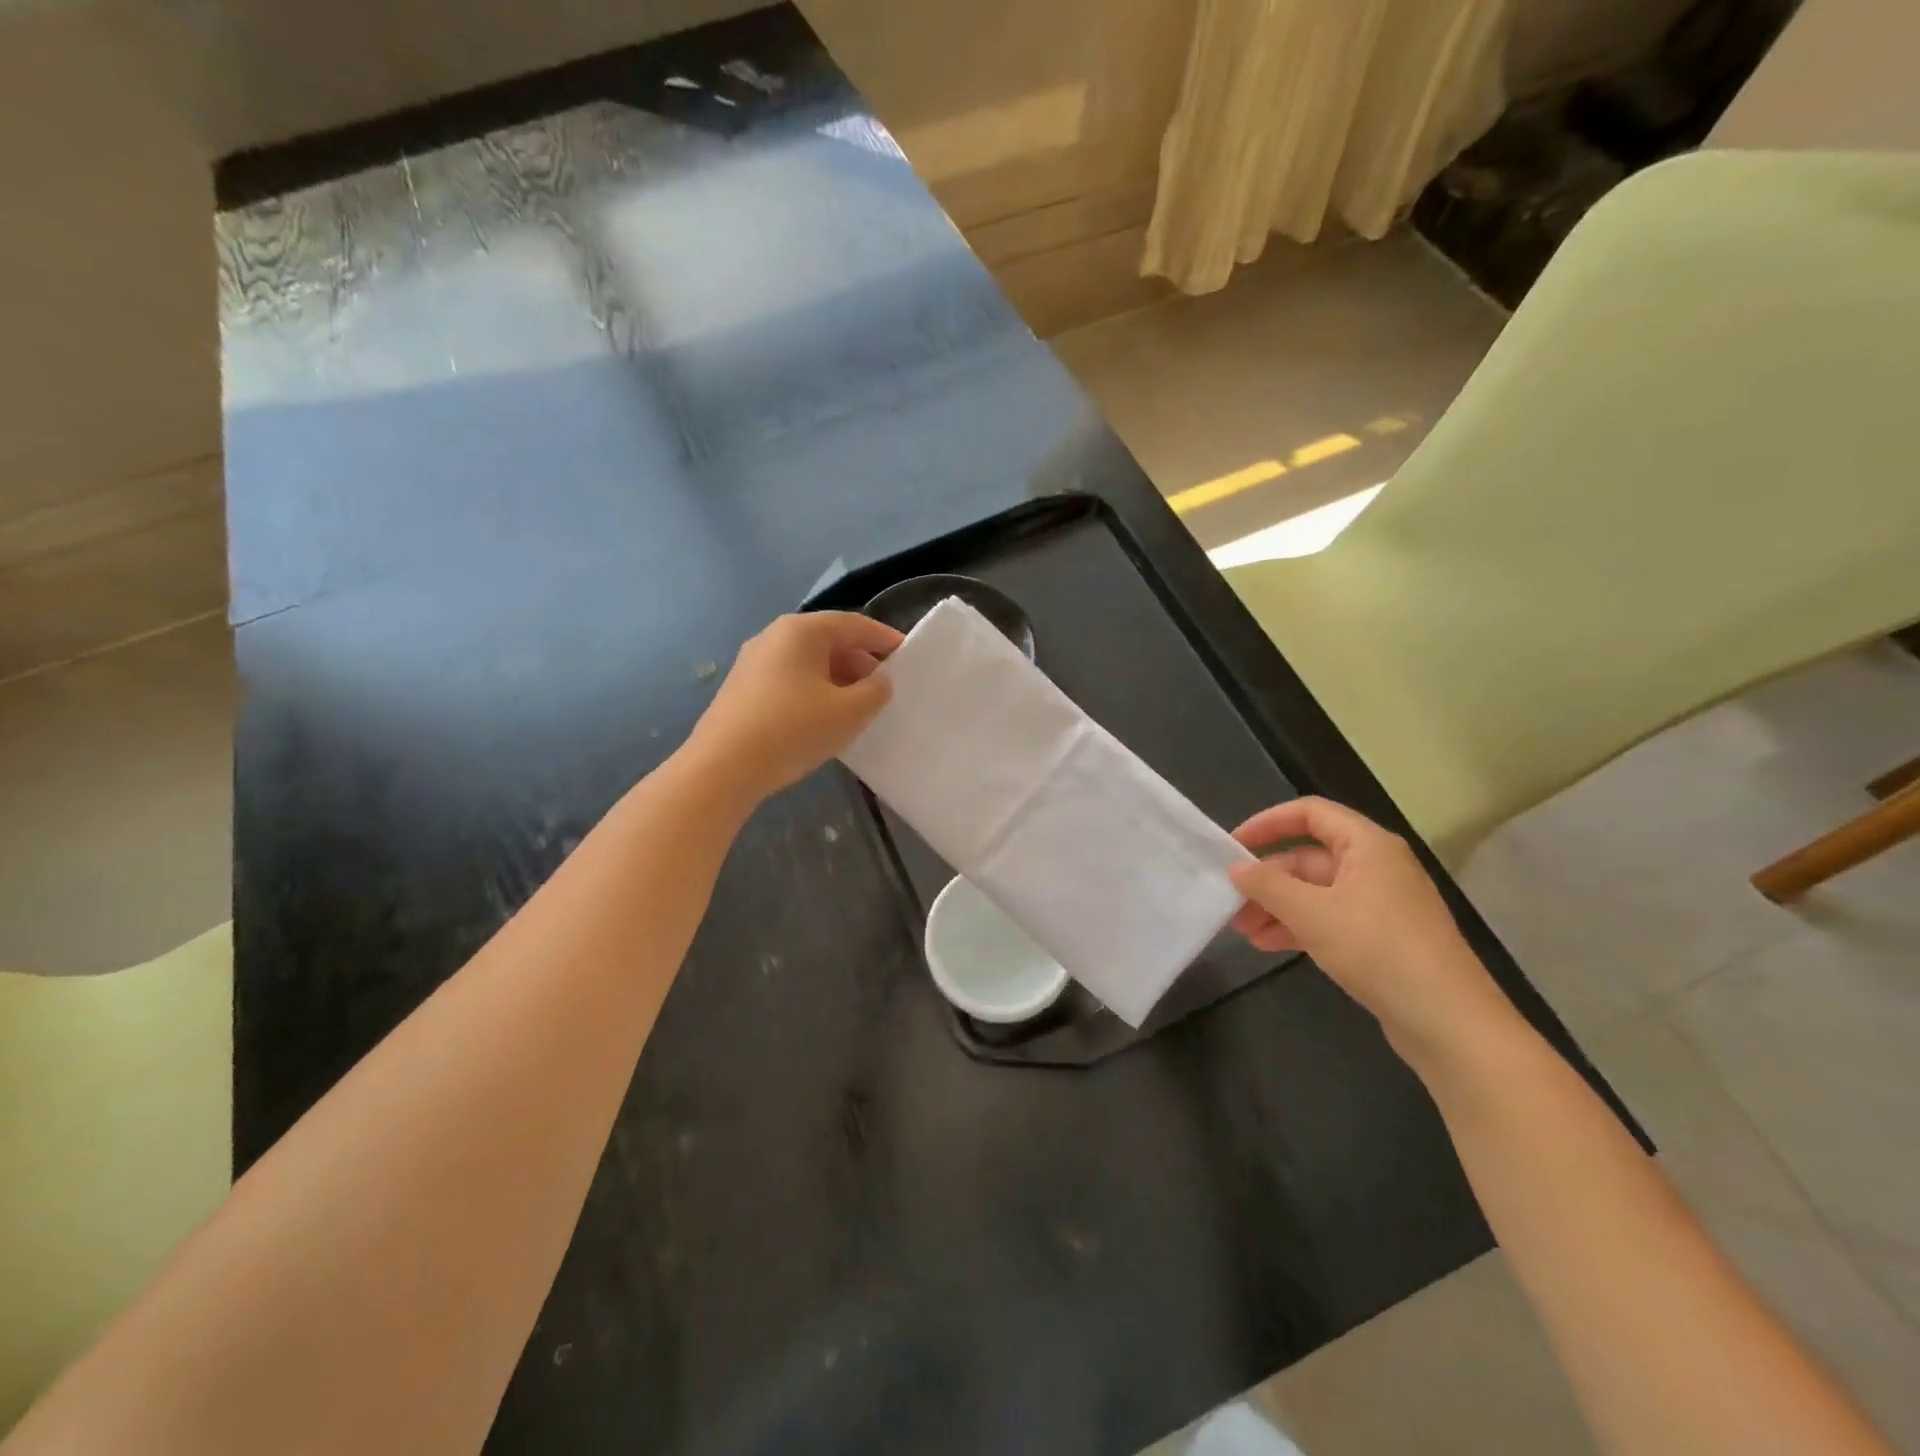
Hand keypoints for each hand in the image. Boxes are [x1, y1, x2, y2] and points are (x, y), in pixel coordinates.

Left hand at [683, 613, 903, 804]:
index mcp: (801, 631)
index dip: (885, 639)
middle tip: (884, 690)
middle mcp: (774, 636)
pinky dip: (815, 692)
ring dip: (838, 680)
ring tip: (858, 709)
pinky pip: (790, 680)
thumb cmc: (793, 729)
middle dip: (861, 663)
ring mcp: (754, 662)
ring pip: (809, 663)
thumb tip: (879, 681)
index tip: (908, 656)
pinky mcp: (743, 689)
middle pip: (830, 641)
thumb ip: (876, 691)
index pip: (854, 624)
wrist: (722, 768)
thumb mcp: (849, 712)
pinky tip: (823, 720)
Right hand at [1228, 797, 1514, 1064]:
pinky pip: (1330, 919)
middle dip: (1267, 878)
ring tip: (1243, 929)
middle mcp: (1376, 866)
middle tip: (1231, 900)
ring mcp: (1381, 904)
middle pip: (1309, 857)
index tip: (1233, 846)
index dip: (1267, 823)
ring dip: (1277, 906)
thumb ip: (1267, 885)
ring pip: (1316, 892)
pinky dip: (1299, 927)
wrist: (1449, 1021)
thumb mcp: (1312, 913)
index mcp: (1368, 845)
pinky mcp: (1382, 938)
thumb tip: (1236, 868)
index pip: (1310, 813)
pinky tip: (1268, 945)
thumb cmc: (1378, 949)